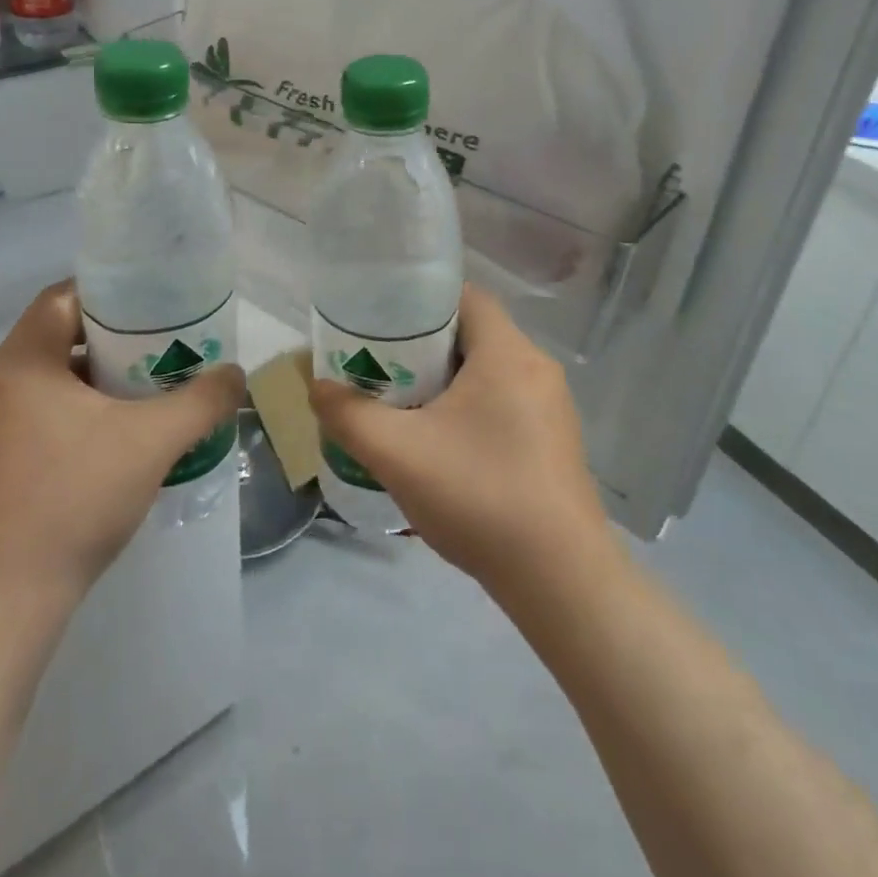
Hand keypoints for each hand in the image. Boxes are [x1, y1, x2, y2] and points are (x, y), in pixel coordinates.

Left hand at [0, 280, 245, 606]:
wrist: (7, 600)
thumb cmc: (75, 498)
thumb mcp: (153, 441)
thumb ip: (202, 400)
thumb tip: (236, 375)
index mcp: (23, 362)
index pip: (64, 296)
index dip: (111, 291)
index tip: (156, 301)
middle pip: (63, 335)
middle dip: (117, 337)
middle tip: (166, 344)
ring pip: (56, 378)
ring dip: (103, 377)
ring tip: (153, 387)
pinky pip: (46, 413)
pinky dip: (85, 410)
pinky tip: (124, 435)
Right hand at [309, 285, 615, 599]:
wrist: (560, 580)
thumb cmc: (479, 495)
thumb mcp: (397, 453)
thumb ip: (349, 415)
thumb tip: (317, 388)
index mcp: (507, 352)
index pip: (465, 296)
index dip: (420, 300)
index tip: (383, 323)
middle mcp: (537, 368)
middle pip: (473, 335)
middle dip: (424, 347)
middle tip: (383, 369)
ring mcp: (553, 408)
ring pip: (489, 373)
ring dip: (447, 383)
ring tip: (404, 408)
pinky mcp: (556, 443)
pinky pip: (506, 405)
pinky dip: (471, 411)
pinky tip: (443, 448)